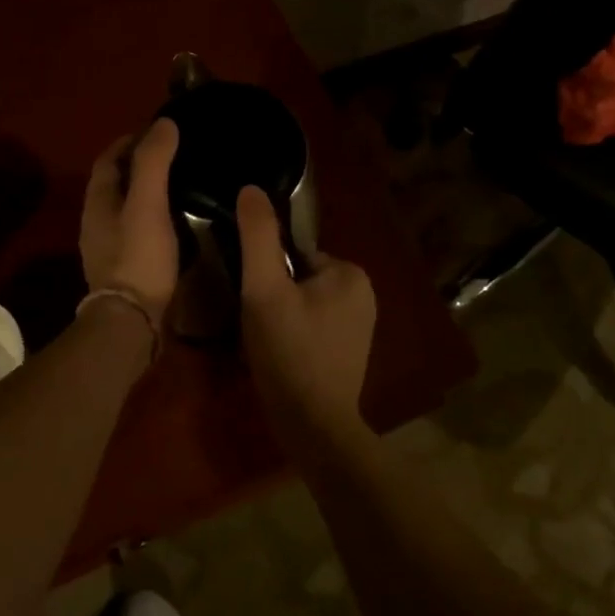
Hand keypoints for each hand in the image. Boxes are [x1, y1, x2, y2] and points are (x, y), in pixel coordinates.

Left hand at [80, 119, 180, 324]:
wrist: (131, 321)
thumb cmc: (139, 258)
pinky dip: (153, 219)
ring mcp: (107, 248)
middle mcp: (96, 222)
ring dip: (147, 193)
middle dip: (139, 165)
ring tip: (179, 186)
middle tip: (174, 156)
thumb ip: (153, 162)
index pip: (108, 159)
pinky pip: (137, 232)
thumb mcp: (148, 204)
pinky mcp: (123, 269)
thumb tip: (163, 123)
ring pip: (126, 209)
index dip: (129, 141)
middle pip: (115, 183)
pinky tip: (176, 225)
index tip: (157, 130)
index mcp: (97, 202)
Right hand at [235, 185, 375, 438]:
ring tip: (265, 342)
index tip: (253, 299)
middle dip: (274, 295)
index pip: (294, 254)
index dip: (267, 274)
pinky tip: (280, 357)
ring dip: (280, 316)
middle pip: (298, 278)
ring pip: (303, 304)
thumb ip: (258, 237)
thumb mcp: (265, 289)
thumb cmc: (289, 352)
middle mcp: (364, 293)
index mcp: (350, 272)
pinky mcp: (350, 353)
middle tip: (256, 322)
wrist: (314, 427)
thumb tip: (251, 188)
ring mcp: (360, 326)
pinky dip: (294, 336)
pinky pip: (312, 327)